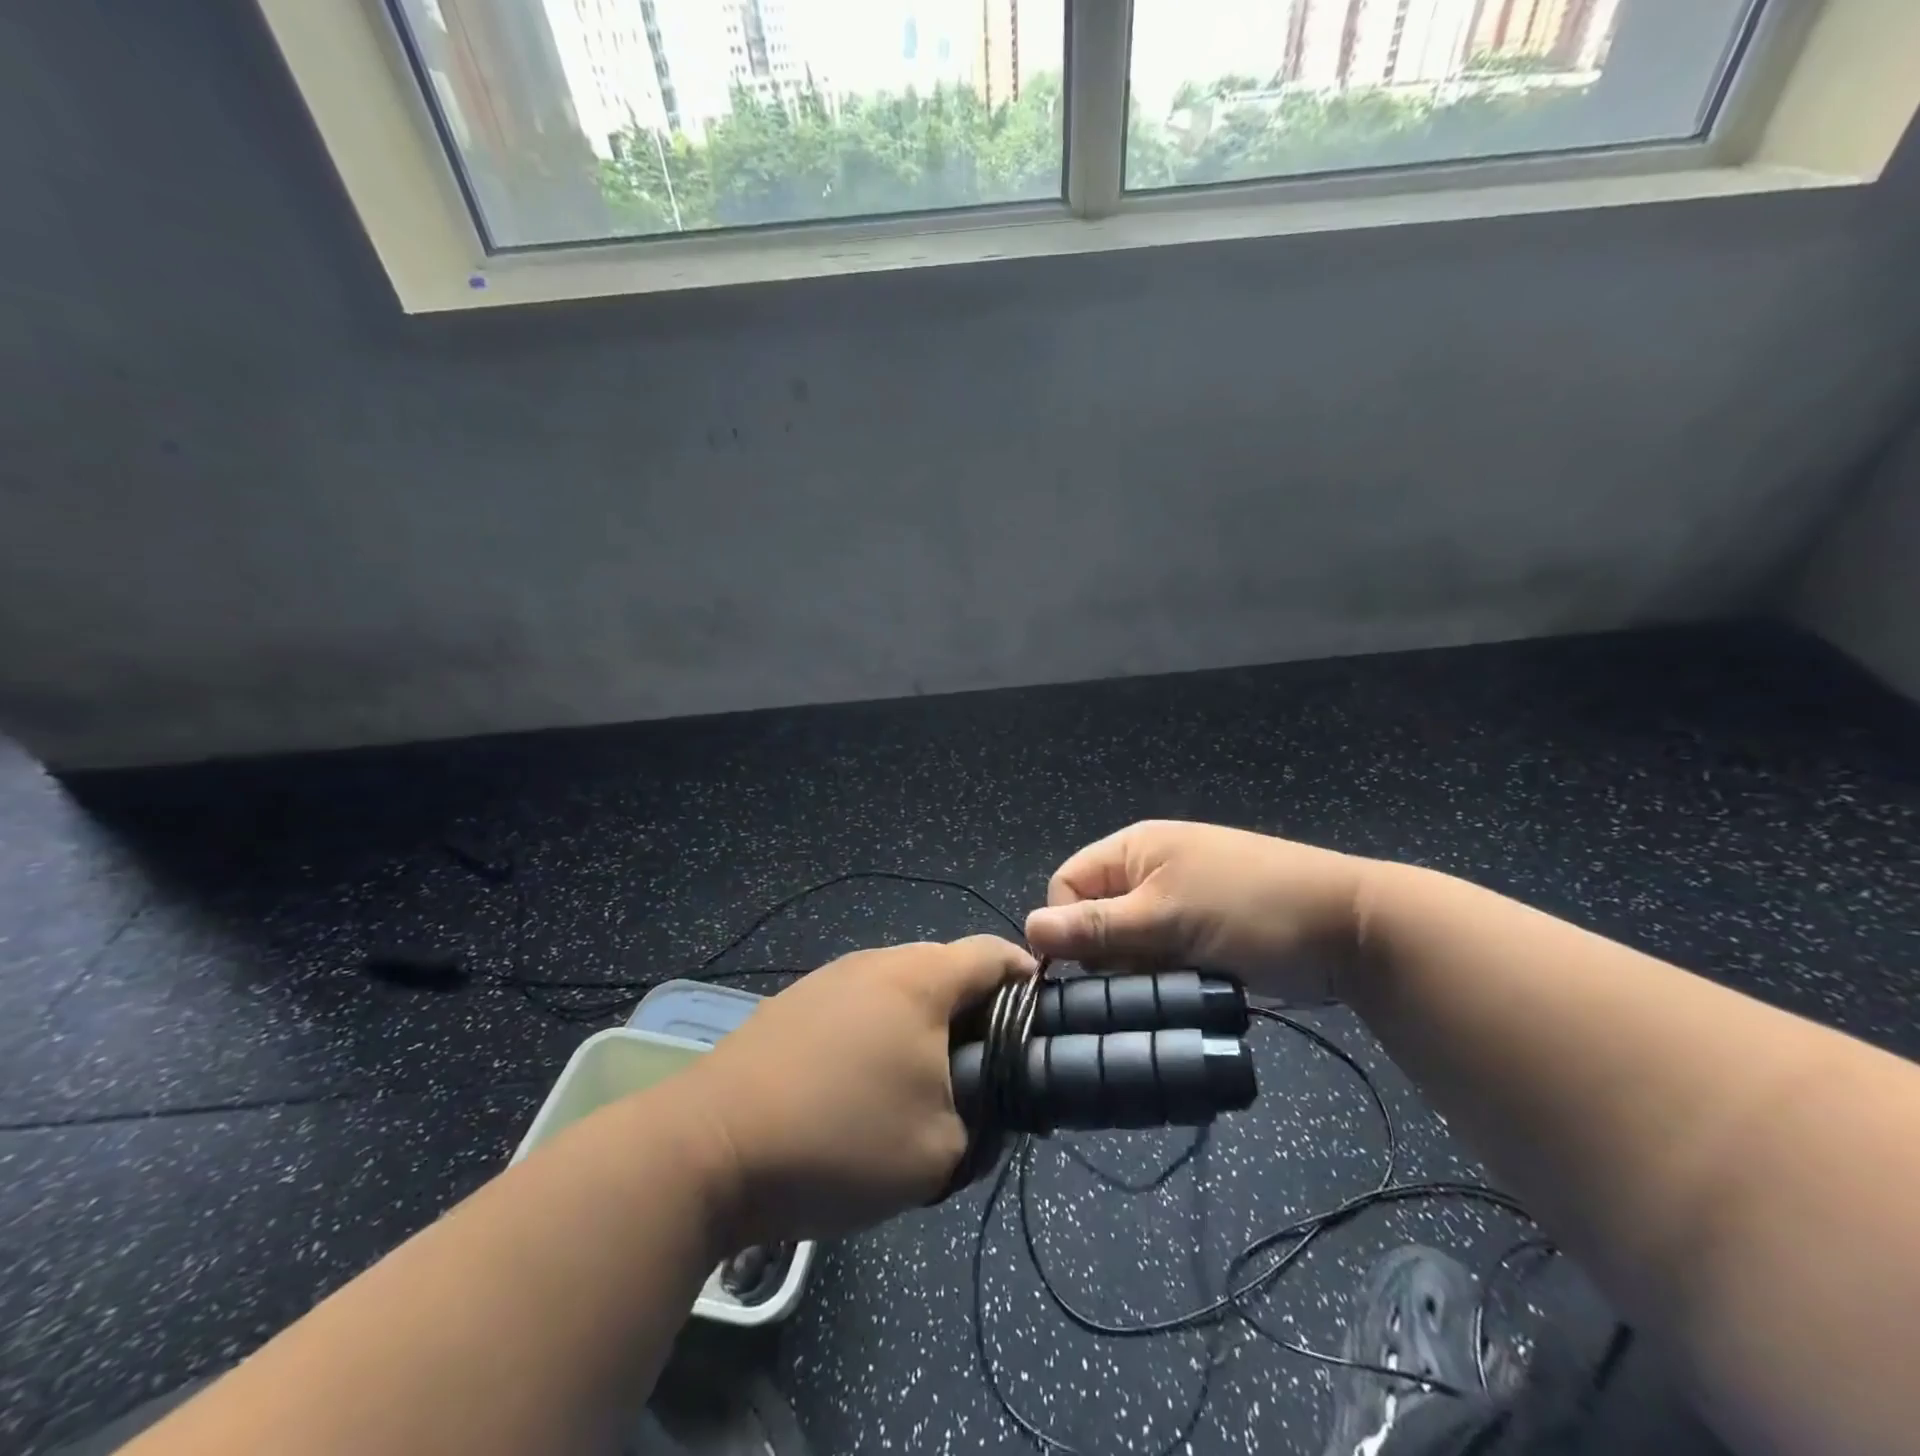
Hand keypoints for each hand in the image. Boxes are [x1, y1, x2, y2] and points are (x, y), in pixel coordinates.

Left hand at [681, 936, 1033, 1245]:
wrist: (707, 1148)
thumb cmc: (838, 1140)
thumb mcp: (939, 1153)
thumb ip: (984, 1125)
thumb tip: (985, 1106)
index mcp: (921, 979)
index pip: (994, 954)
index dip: (1027, 982)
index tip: (1041, 1026)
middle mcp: (876, 961)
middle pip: (946, 970)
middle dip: (975, 1014)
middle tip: (982, 1073)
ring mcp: (829, 978)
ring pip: (899, 990)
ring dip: (922, 1027)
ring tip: (920, 1087)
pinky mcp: (794, 1004)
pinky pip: (858, 1006)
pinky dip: (878, 1034)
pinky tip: (859, 1088)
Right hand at [1024, 821, 1369, 1001]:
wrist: (1348, 930)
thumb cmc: (1251, 909)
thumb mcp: (1166, 917)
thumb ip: (1095, 926)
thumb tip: (1029, 930)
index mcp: (1132, 849)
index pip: (1066, 885)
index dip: (1066, 926)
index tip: (1088, 968)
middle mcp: (1147, 871)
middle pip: (1094, 917)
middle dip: (1106, 954)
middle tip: (1138, 979)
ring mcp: (1176, 903)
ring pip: (1125, 944)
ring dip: (1137, 971)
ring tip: (1167, 986)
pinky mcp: (1199, 935)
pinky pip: (1157, 958)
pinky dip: (1163, 977)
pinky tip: (1183, 990)